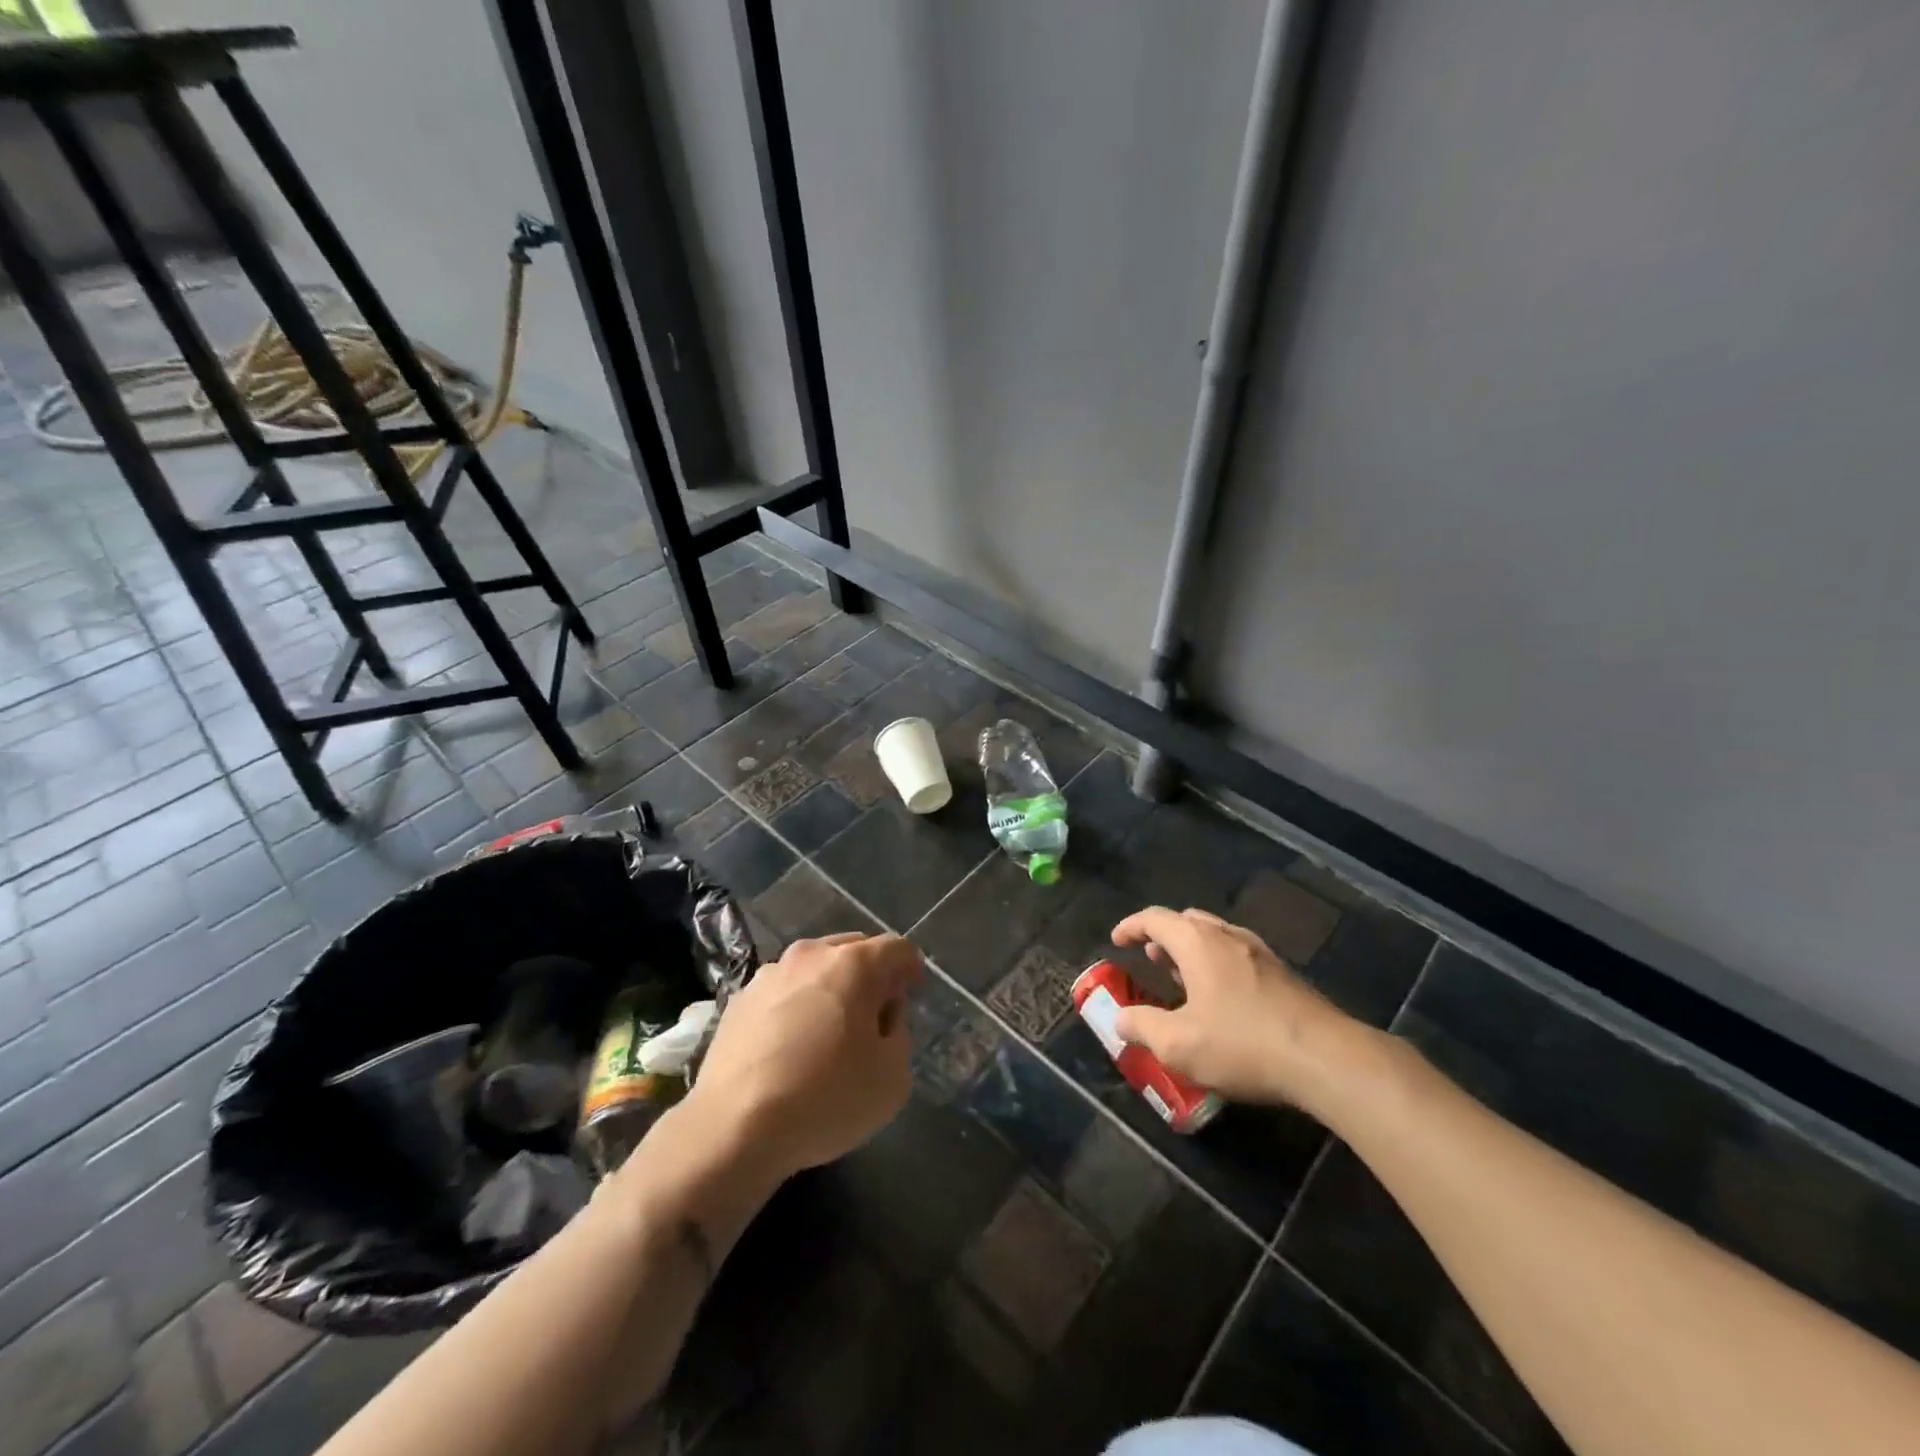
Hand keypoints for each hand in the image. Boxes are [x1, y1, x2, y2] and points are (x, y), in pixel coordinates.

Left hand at [687, 931, 920, 1178]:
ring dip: (831, 987)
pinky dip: (797, 1005)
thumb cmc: (826, 1098)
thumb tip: (882, 1019)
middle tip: (876, 1013)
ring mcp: (770, 974)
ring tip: (830, 1030)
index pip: (897, 948)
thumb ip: (899, 1035)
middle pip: (854, 949)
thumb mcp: (893, 1077)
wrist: (734, 1127)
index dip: (911, 968)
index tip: (913, 992)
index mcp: (854, 964)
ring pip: (815, 967)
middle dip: (871, 973)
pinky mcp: (740, 999)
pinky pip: (784, 991)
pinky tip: (792, 1045)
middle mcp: (812, 955)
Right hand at [1108, 906, 1367, 1116]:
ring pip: (1216, 937)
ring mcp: (1261, 952)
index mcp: (1197, 942)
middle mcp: (1228, 935)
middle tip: (1151, 959)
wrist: (1326, 1059)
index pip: (1154, 918)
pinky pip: (1239, 955)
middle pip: (1188, 921)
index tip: (1116, 941)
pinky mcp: (1284, 974)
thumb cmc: (1242, 1044)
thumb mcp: (1178, 1046)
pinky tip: (1222, 1000)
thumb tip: (1120, 1019)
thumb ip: (1142, 1027)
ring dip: (1192, 951)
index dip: (1131, 926)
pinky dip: (1218, 965)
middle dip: (1164, 936)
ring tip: (1182, 979)